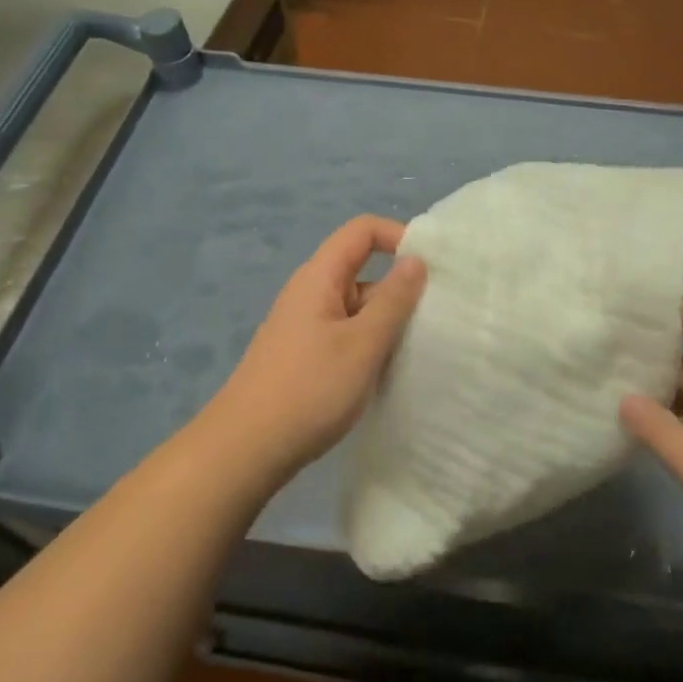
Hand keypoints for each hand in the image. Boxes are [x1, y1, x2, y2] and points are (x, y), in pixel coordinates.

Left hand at [198, 215, 426, 485]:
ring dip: (387, 321)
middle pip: (362, 269)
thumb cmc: (309, 390)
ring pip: (356, 307)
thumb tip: (415, 260)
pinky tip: (388, 372)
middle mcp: (310, 294)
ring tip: (421, 348)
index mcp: (319, 278)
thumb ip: (393, 300)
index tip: (432, 267)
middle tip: (437, 317)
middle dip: (400, 288)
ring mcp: (305, 327)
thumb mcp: (362, 344)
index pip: (361, 231)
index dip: (398, 236)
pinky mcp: (305, 356)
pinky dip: (370, 344)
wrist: (245, 450)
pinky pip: (346, 335)